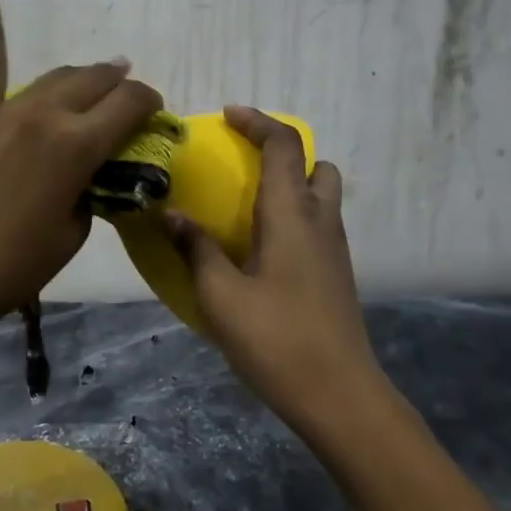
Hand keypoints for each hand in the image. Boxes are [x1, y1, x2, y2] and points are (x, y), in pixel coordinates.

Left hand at [0, 0, 162, 332]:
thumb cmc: (14, 264)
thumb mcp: (72, 231)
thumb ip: (89, 192)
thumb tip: (88, 175)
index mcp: (79, 145)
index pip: (129, 104)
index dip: (149, 103)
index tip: (155, 112)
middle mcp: (47, 115)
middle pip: (95, 81)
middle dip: (119, 85)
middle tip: (128, 96)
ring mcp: (5, 111)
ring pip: (54, 77)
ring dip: (81, 76)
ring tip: (97, 75)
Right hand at [165, 107, 379, 423]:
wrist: (338, 395)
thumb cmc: (276, 339)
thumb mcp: (221, 295)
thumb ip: (196, 248)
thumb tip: (172, 214)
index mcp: (292, 215)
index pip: (284, 146)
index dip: (258, 122)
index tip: (228, 115)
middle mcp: (321, 221)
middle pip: (315, 165)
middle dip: (282, 153)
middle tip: (244, 166)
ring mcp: (335, 249)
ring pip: (322, 196)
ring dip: (291, 185)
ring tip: (249, 207)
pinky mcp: (338, 274)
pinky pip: (319, 224)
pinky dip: (295, 216)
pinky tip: (262, 249)